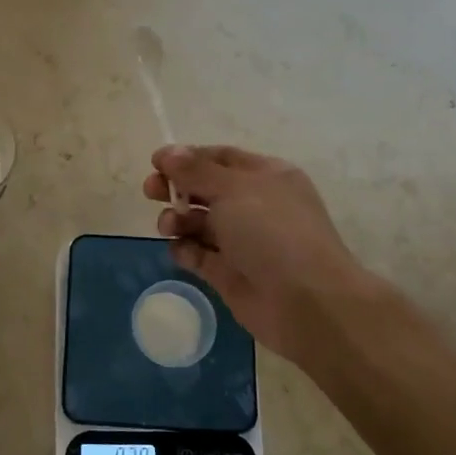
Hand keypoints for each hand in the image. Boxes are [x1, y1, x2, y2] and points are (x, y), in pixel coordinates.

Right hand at [144, 144, 403, 371]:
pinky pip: (198, 254)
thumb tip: (168, 153)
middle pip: (204, 189)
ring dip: (177, 219)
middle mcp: (254, 205)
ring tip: (169, 226)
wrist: (305, 301)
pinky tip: (182, 250)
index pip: (219, 158)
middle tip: (150, 192)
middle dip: (176, 188)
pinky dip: (185, 250)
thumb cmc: (273, 232)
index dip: (186, 158)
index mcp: (265, 176)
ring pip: (198, 222)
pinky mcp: (229, 273)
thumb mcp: (234, 189)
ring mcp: (242, 241)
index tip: (155, 163)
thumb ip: (196, 170)